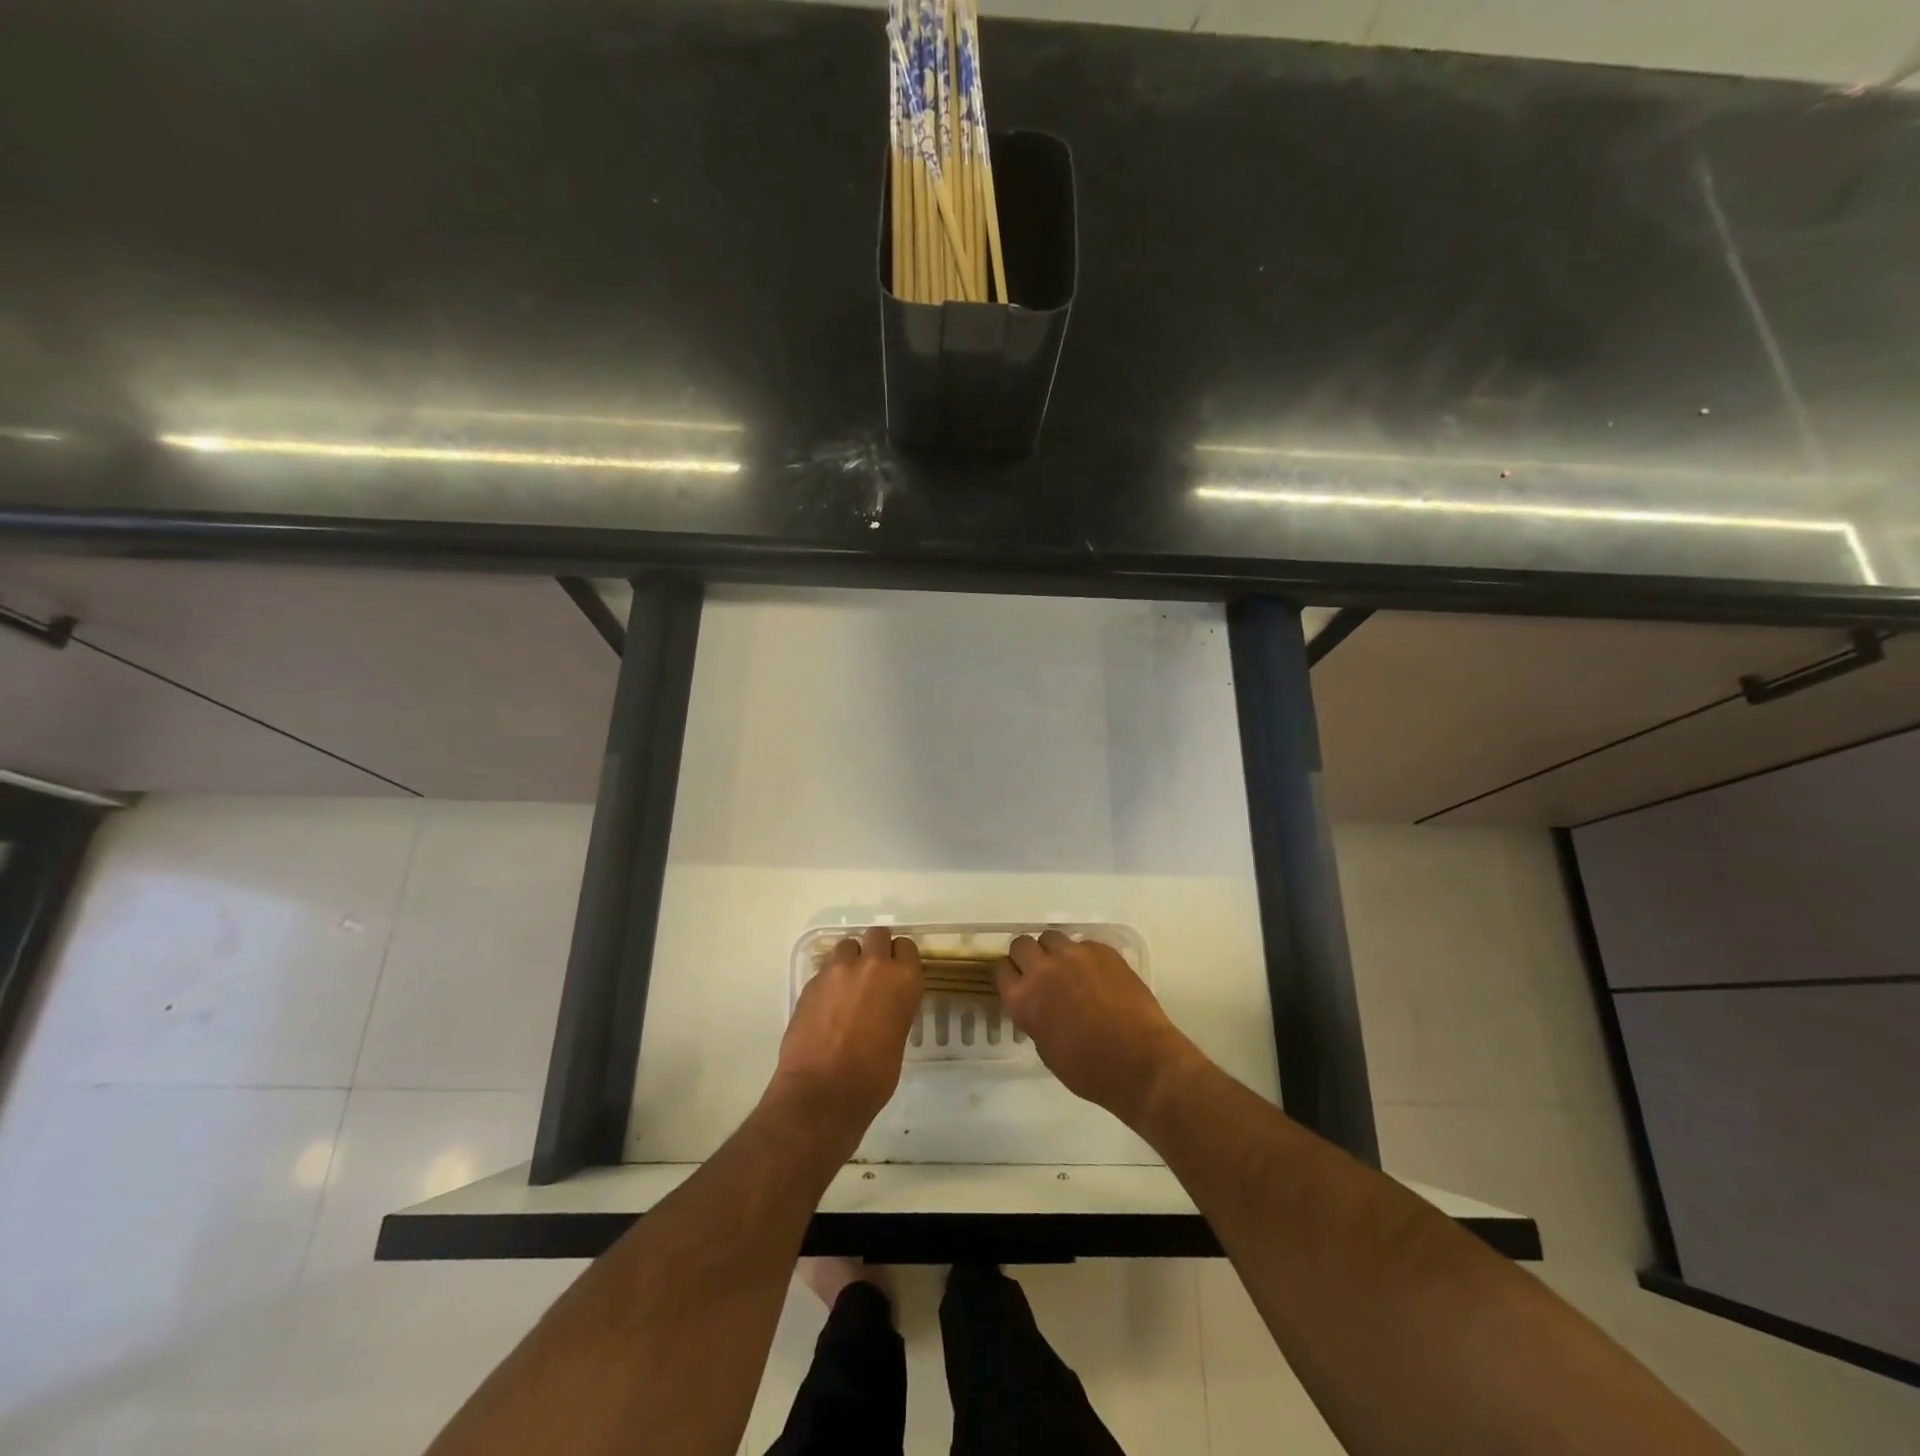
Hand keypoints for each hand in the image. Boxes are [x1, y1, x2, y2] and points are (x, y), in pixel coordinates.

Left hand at [770, 927, 922, 1138]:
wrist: (822, 1093)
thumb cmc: (873, 1077)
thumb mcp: (898, 1037)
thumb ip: (894, 1007)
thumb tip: (883, 1004)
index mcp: (903, 979)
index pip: (906, 946)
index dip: (900, 958)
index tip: (896, 971)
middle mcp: (873, 965)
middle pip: (876, 935)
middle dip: (875, 949)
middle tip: (872, 974)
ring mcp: (838, 971)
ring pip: (847, 946)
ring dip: (849, 960)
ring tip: (846, 986)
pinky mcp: (811, 982)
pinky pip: (825, 970)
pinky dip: (829, 981)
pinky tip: (827, 1006)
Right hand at [996, 931, 1203, 1127]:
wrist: (1140, 1062)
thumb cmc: (1090, 1070)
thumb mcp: (1046, 1050)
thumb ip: (1035, 1018)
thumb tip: (1040, 1005)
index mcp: (1023, 999)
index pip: (1001, 968)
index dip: (1010, 974)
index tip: (1018, 981)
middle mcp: (1043, 969)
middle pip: (1021, 944)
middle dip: (1028, 956)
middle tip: (1042, 973)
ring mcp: (1074, 955)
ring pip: (1052, 937)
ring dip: (1054, 951)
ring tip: (1070, 970)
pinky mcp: (1102, 950)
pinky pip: (1083, 944)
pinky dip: (1084, 956)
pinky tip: (1098, 976)